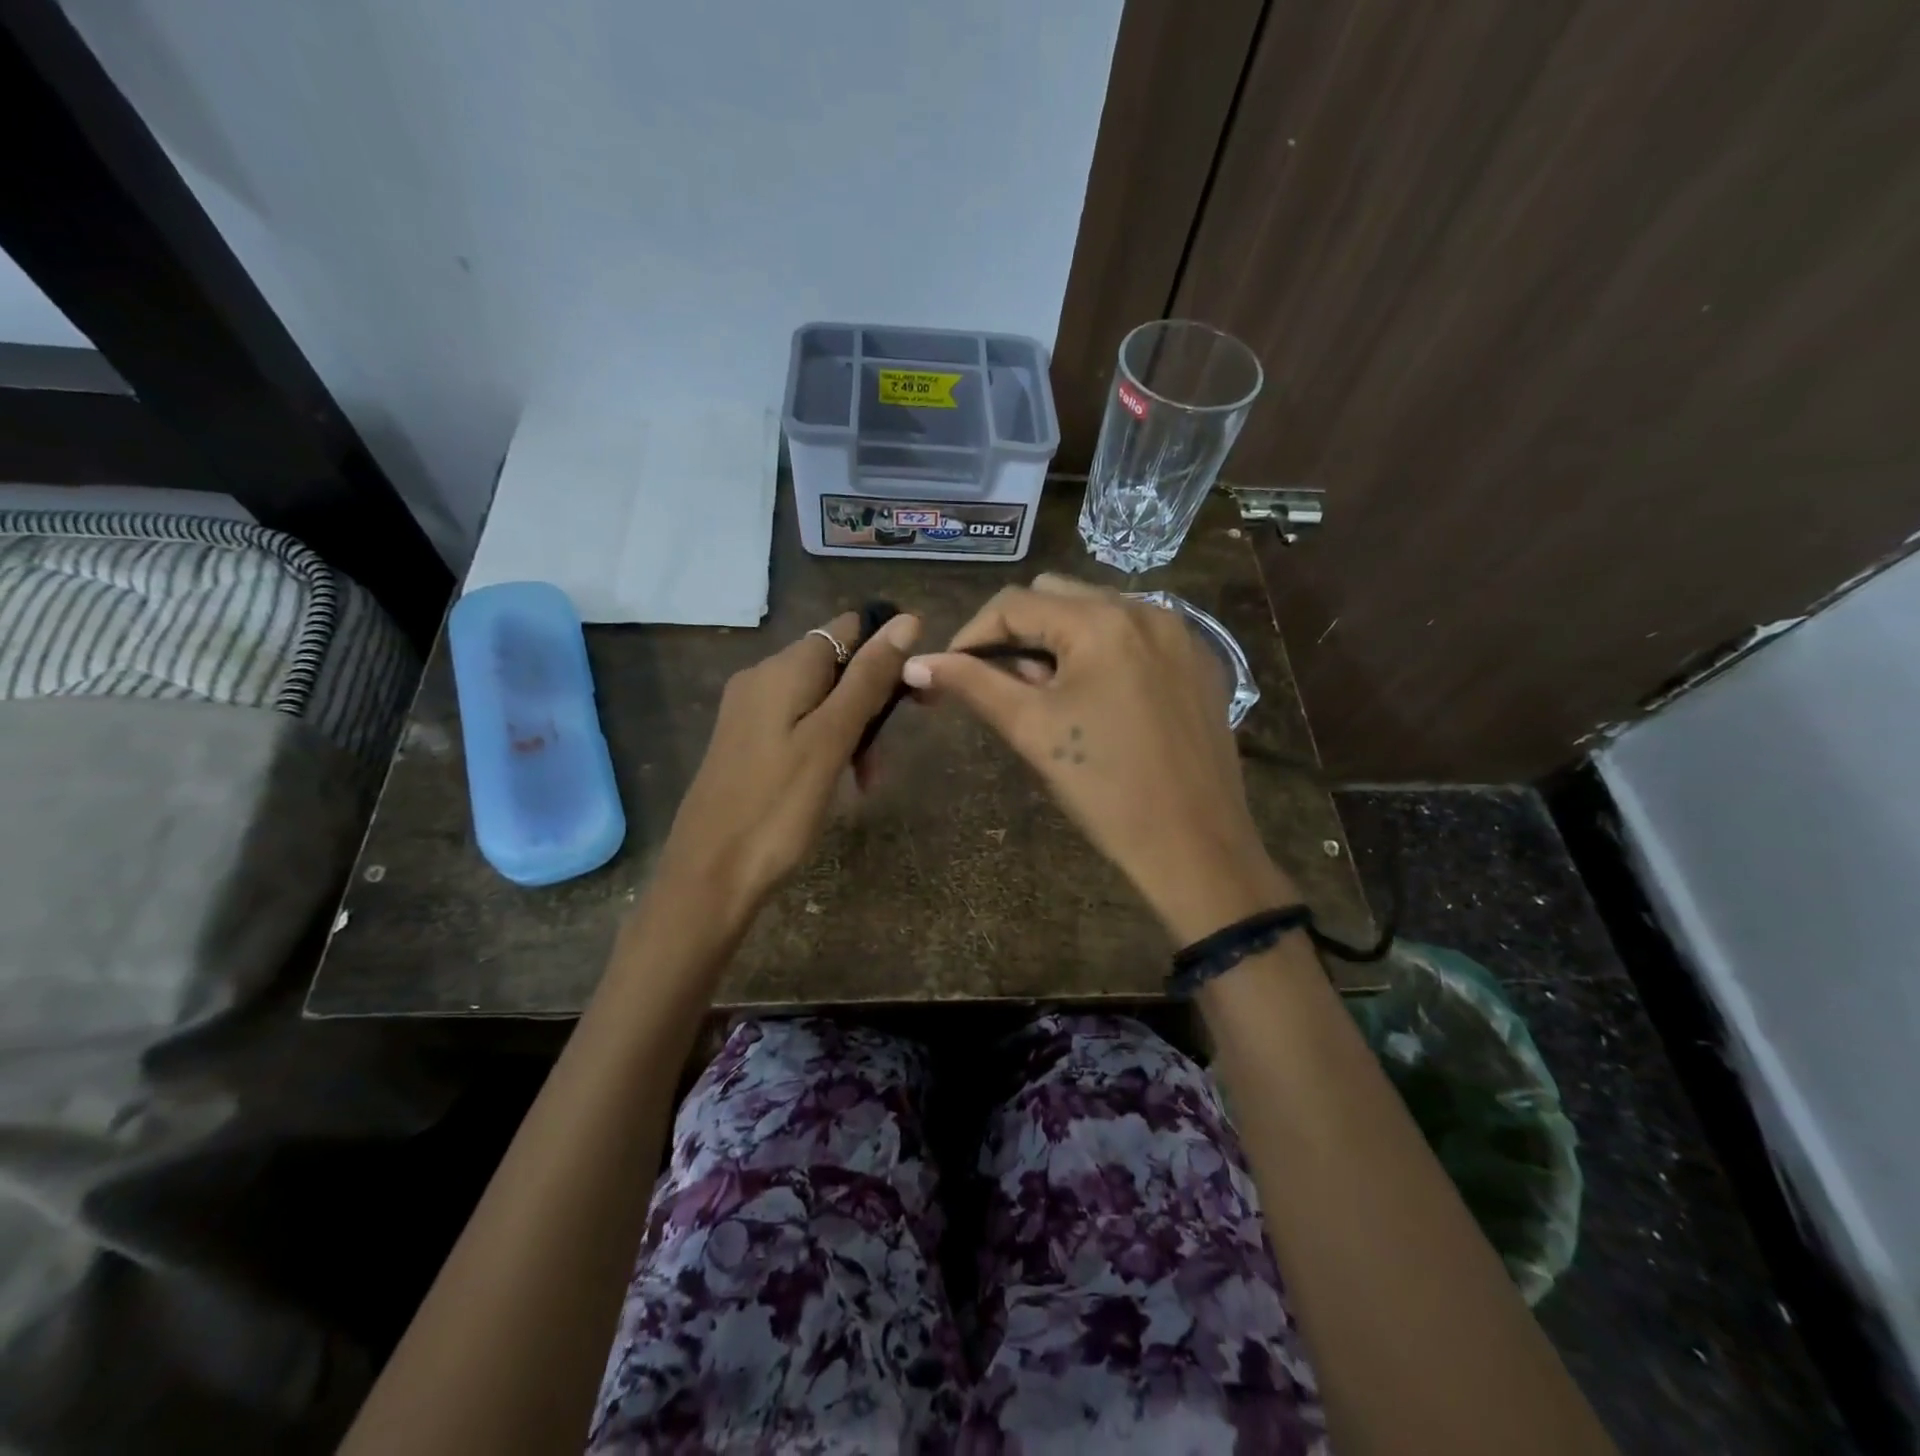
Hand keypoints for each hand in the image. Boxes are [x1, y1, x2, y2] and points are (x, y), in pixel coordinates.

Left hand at [656, 610, 920, 920]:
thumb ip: (868, 679)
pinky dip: (828, 744)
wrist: (710, 875)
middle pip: (836, 665)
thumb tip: (906, 620)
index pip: (847, 628)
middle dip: (872, 700)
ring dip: (854, 729)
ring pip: (821, 699)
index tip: (917, 691)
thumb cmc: (777, 808)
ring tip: (868, 780)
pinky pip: (800, 724)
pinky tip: (839, 781)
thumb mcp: (831, 739)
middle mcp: (762, 677)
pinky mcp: (747, 742)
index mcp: (783, 668)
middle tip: (888, 755)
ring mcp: (750, 711)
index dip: (887, 650)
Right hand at [903, 576, 1293, 940]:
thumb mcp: (1032, 729)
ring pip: (1097, 611)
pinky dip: (1104, 652)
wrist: (1196, 846)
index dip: (972, 634)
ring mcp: (1180, 633)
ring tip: (1052, 697)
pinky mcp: (1199, 661)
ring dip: (1061, 641)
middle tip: (1008, 688)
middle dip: (1020, 633)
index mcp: (1101, 621)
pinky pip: (1136, 634)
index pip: (1014, 603)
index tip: (952, 673)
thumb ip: (973, 684)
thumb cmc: (1105, 789)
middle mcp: (1145, 609)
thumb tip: (916, 663)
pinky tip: (1101, 702)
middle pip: (1057, 595)